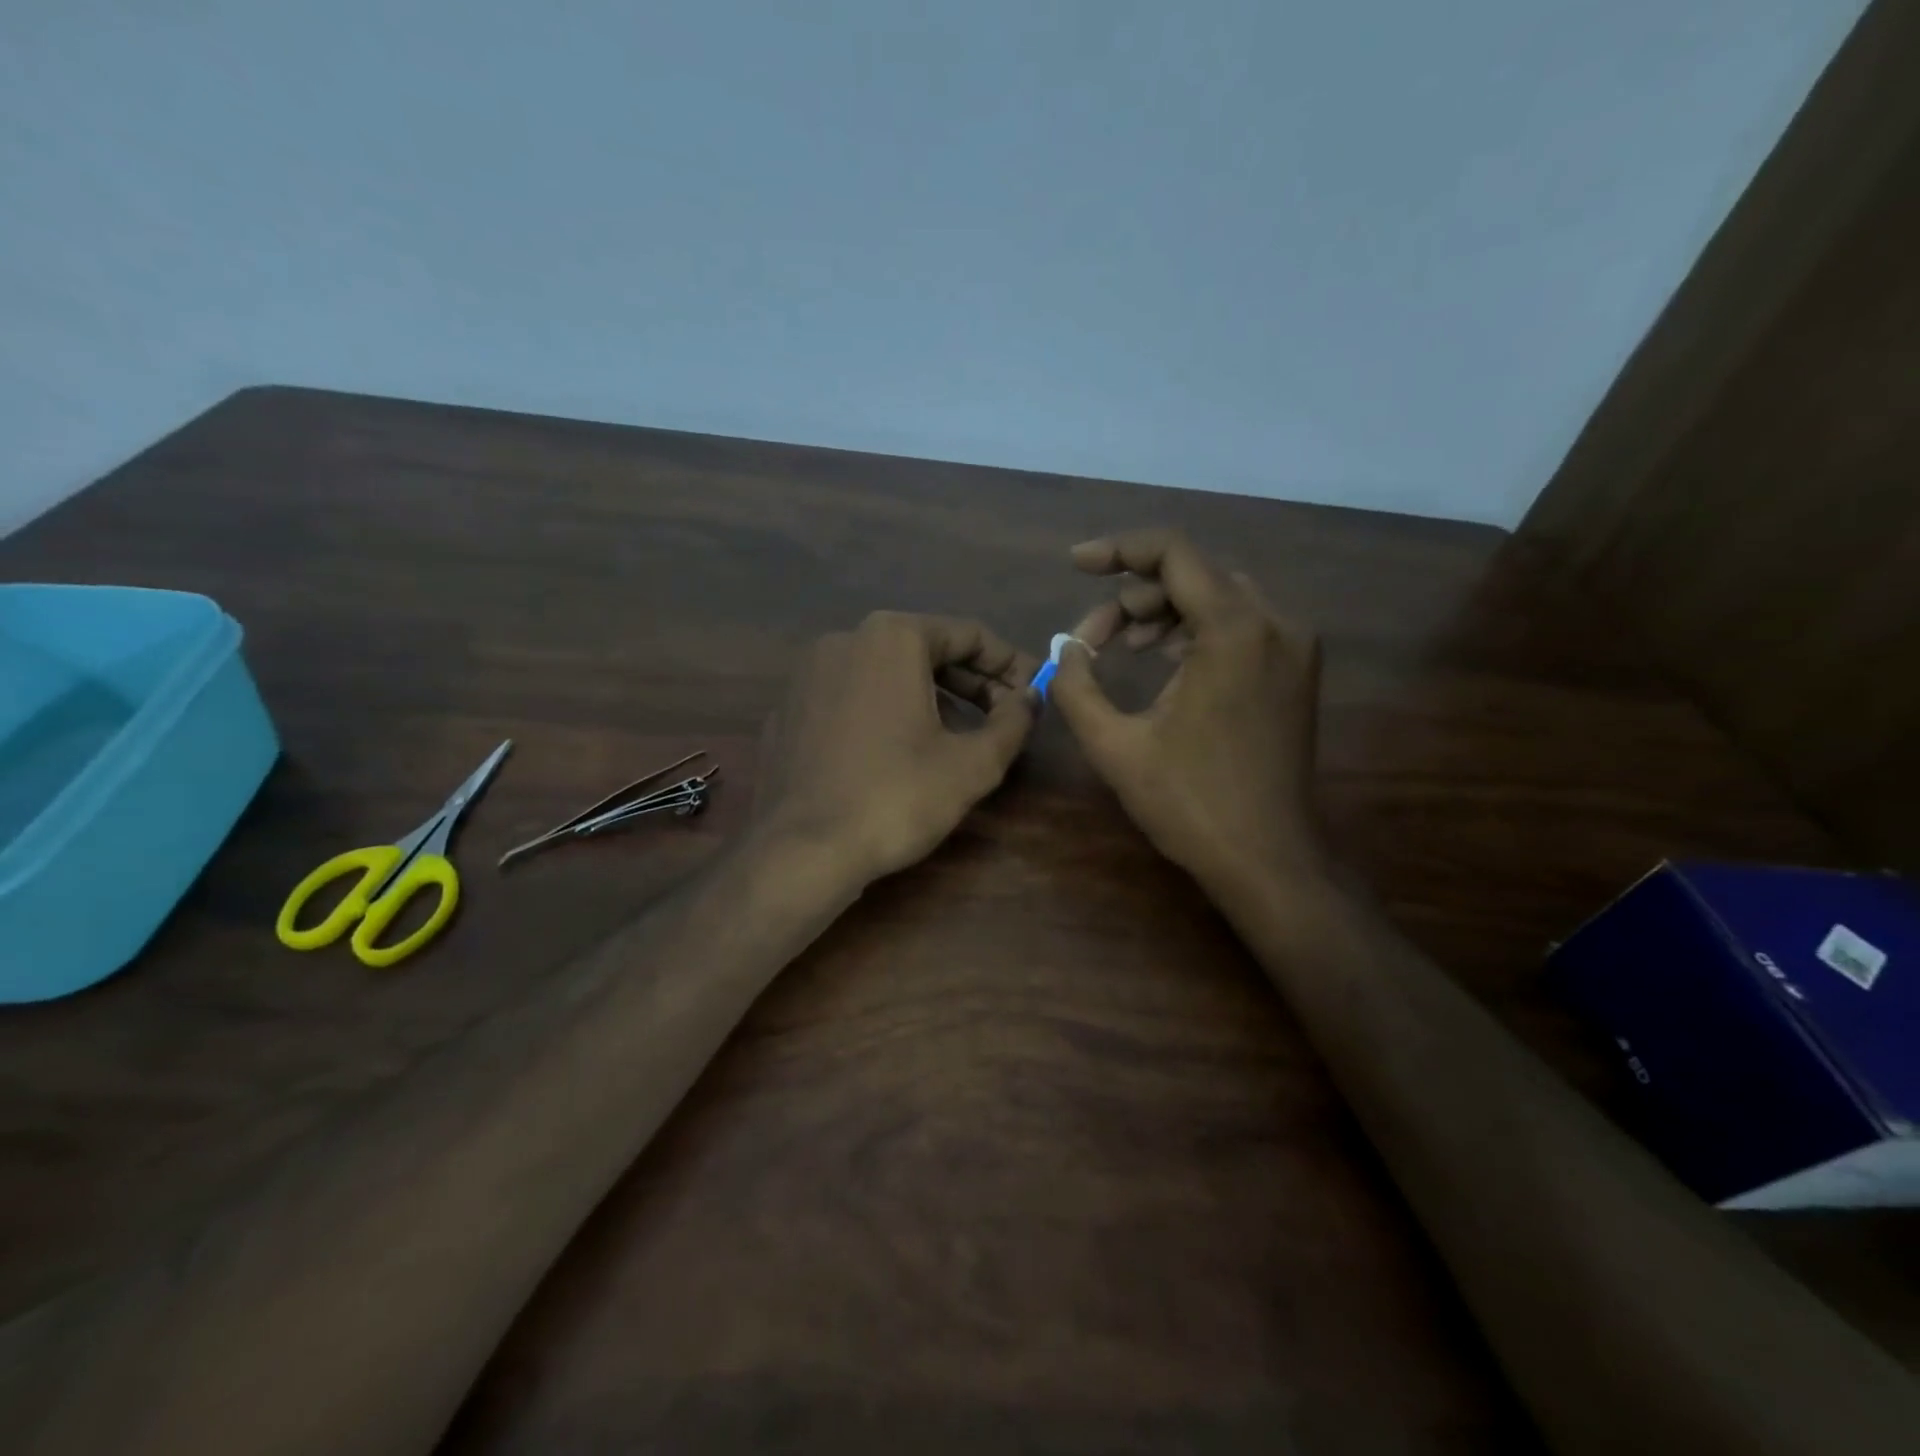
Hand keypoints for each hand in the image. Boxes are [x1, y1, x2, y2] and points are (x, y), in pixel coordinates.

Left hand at [757, 611, 1040, 885]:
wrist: (802, 851)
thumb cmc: (897, 797)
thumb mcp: (974, 764)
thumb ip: (1013, 721)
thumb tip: (1029, 698)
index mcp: (892, 638)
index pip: (968, 635)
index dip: (1010, 664)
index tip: (1034, 692)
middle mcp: (844, 640)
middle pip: (924, 650)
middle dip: (970, 681)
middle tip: (1003, 716)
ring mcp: (807, 675)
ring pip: (885, 673)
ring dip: (928, 696)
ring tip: (956, 736)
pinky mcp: (787, 712)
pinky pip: (849, 699)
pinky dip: (882, 713)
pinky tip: (896, 753)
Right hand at [1049, 530, 1327, 893]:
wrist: (1267, 859)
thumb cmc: (1190, 804)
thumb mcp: (1114, 746)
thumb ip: (1076, 687)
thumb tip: (1064, 650)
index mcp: (1235, 630)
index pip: (1173, 554)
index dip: (1118, 550)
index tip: (1075, 564)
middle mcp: (1276, 622)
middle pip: (1196, 572)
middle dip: (1137, 594)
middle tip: (1094, 637)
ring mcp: (1295, 645)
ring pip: (1220, 595)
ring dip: (1166, 610)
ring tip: (1125, 646)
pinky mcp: (1296, 669)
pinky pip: (1242, 623)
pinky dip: (1198, 629)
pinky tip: (1166, 660)